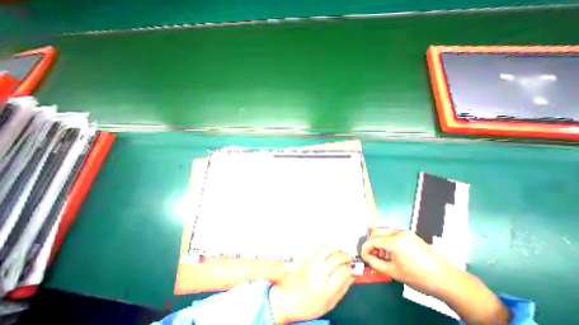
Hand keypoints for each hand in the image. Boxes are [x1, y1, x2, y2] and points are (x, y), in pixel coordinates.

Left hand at [270, 247, 355, 322]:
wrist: (286, 298)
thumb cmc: (308, 305)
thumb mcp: (328, 304)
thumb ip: (342, 289)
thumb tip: (351, 277)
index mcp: (326, 288)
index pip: (343, 271)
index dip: (349, 269)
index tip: (351, 269)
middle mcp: (319, 272)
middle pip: (337, 258)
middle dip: (345, 256)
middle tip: (349, 258)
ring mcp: (312, 262)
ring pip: (328, 251)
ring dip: (337, 250)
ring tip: (341, 252)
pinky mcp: (305, 257)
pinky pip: (318, 248)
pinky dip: (327, 246)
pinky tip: (330, 248)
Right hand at [360, 229, 509, 324]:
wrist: (447, 280)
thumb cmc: (419, 278)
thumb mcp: (393, 272)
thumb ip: (375, 263)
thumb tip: (367, 257)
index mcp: (394, 241)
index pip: (372, 240)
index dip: (365, 248)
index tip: (364, 256)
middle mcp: (398, 232)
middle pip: (376, 232)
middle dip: (372, 243)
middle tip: (373, 255)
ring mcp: (405, 232)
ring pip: (383, 232)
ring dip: (379, 242)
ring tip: (383, 256)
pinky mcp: (410, 235)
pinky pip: (392, 234)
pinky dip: (387, 241)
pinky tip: (392, 253)